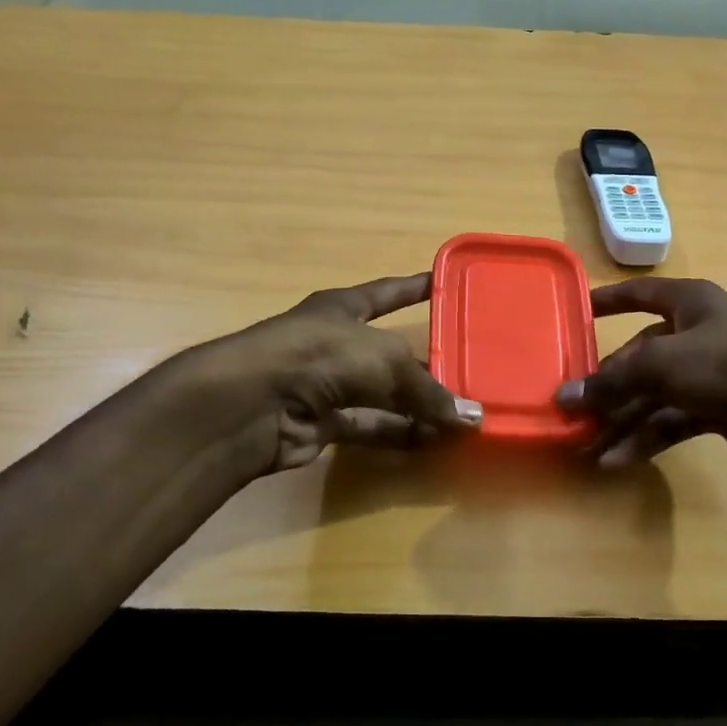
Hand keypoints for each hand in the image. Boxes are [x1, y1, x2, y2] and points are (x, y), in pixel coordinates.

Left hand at [168, 273, 481, 478]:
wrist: (254, 403)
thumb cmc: (323, 356)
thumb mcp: (386, 361)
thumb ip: (429, 391)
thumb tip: (472, 420)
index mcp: (344, 308)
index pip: (388, 292)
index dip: (415, 287)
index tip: (444, 283)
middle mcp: (335, 342)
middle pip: (389, 351)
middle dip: (427, 364)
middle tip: (470, 371)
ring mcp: (326, 384)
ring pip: (382, 394)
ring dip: (417, 407)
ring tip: (460, 418)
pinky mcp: (321, 423)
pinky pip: (369, 426)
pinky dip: (397, 434)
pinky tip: (431, 442)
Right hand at [555, 278, 726, 483]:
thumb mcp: (666, 365)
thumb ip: (613, 381)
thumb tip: (563, 397)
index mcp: (689, 303)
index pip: (639, 294)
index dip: (607, 301)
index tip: (575, 312)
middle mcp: (696, 334)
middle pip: (638, 356)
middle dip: (605, 385)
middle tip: (569, 410)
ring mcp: (709, 375)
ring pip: (651, 394)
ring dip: (620, 420)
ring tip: (584, 446)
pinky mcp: (718, 411)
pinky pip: (670, 420)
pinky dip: (644, 438)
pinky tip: (616, 460)